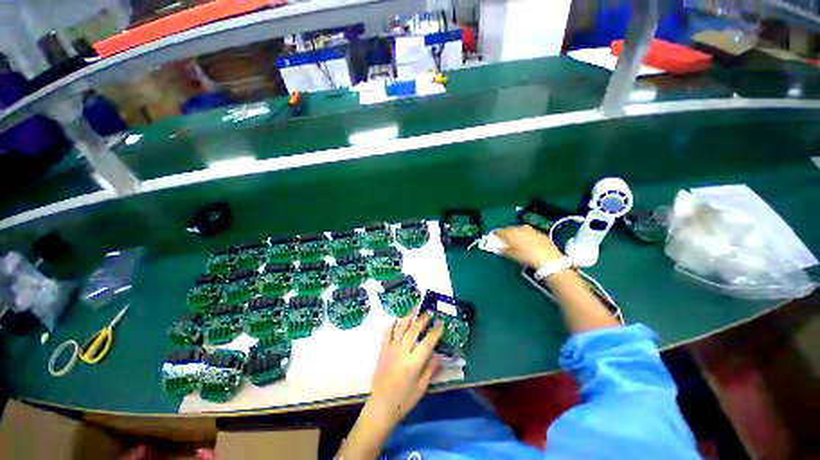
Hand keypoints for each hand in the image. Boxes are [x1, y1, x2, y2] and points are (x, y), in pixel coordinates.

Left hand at [368, 313, 444, 427]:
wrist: (381, 406)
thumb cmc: (404, 400)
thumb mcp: (421, 388)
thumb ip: (430, 369)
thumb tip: (441, 356)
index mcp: (413, 363)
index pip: (427, 342)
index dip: (435, 331)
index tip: (441, 323)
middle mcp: (402, 352)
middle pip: (414, 330)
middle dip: (422, 320)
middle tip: (428, 313)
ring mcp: (391, 349)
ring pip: (401, 328)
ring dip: (409, 317)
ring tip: (415, 308)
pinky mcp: (382, 350)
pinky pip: (387, 333)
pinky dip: (392, 324)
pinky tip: (396, 318)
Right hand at [496, 225, 564, 268]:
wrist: (548, 258)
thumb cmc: (526, 257)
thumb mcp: (511, 255)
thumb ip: (503, 250)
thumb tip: (498, 248)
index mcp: (511, 233)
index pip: (499, 231)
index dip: (495, 234)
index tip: (493, 237)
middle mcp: (520, 228)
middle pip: (509, 229)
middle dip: (506, 233)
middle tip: (504, 239)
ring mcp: (531, 230)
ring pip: (519, 229)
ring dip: (516, 233)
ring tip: (515, 240)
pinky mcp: (540, 233)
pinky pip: (529, 232)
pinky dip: (525, 235)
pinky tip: (527, 242)